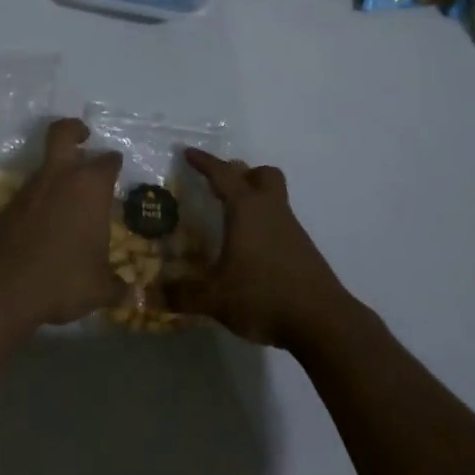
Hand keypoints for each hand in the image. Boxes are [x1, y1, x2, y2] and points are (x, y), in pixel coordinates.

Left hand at [0, 118, 123, 327]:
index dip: (113, 163)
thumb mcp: (99, 288)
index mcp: (90, 187)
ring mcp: (31, 188)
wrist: (3, 287)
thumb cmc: (63, 278)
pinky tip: (48, 222)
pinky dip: (41, 197)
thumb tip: (130, 295)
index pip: (108, 161)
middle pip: (63, 133)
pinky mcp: (9, 204)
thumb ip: (116, 287)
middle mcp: (61, 177)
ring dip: (58, 171)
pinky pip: (31, 191)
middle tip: (84, 136)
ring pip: (47, 164)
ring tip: (70, 196)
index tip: (117, 167)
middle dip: (74, 130)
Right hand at [173, 149, 355, 350]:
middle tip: (220, 186)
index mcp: (246, 209)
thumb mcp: (215, 298)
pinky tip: (252, 251)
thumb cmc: (263, 295)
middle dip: (242, 174)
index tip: (188, 153)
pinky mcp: (303, 250)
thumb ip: (183, 294)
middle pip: (262, 174)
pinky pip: (280, 223)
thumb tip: (152, 295)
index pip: (223, 175)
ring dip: (254, 199)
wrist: (323, 321)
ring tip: (232, 220)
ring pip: (274, 198)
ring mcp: (291, 229)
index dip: (204, 163)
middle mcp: (270, 210)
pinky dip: (264, 226)